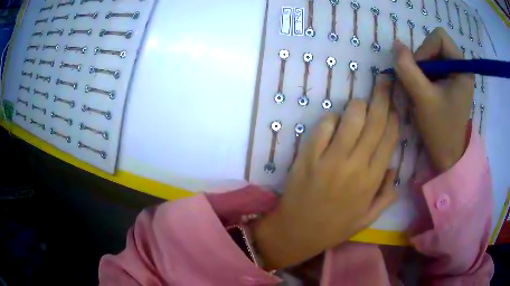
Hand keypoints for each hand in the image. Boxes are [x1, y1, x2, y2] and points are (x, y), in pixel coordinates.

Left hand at [251, 80, 398, 269]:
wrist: (297, 232)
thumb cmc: (333, 228)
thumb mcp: (367, 219)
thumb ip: (385, 195)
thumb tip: (394, 167)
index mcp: (372, 180)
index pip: (389, 138)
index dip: (393, 116)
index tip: (394, 104)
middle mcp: (355, 165)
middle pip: (374, 121)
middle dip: (381, 96)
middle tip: (383, 79)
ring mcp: (330, 159)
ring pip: (351, 118)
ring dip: (358, 105)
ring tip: (360, 103)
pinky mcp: (308, 156)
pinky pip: (323, 126)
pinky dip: (331, 119)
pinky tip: (334, 121)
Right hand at [393, 28, 473, 171]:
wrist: (448, 155)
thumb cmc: (440, 129)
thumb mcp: (422, 98)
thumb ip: (407, 69)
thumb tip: (396, 44)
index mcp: (462, 67)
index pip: (439, 37)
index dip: (425, 48)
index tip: (420, 71)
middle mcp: (461, 66)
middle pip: (435, 44)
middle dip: (422, 59)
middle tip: (418, 82)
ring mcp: (456, 74)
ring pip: (432, 55)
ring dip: (421, 68)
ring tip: (421, 89)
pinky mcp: (451, 82)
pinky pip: (434, 66)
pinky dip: (424, 74)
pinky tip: (424, 91)